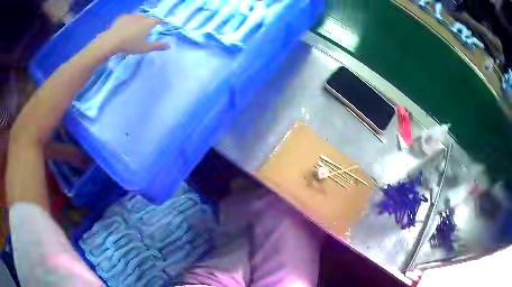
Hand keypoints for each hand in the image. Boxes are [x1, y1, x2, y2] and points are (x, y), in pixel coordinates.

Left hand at [100, 14, 169, 54]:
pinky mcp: (122, 17)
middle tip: (142, 32)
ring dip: (137, 22)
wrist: (112, 41)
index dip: (159, 23)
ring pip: (137, 18)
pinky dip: (128, 22)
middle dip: (147, 24)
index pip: (158, 20)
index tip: (158, 27)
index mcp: (149, 22)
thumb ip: (157, 46)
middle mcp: (143, 16)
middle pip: (147, 19)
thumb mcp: (145, 48)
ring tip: (132, 31)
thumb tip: (169, 45)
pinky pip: (128, 18)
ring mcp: (132, 15)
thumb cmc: (130, 45)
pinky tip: (123, 29)